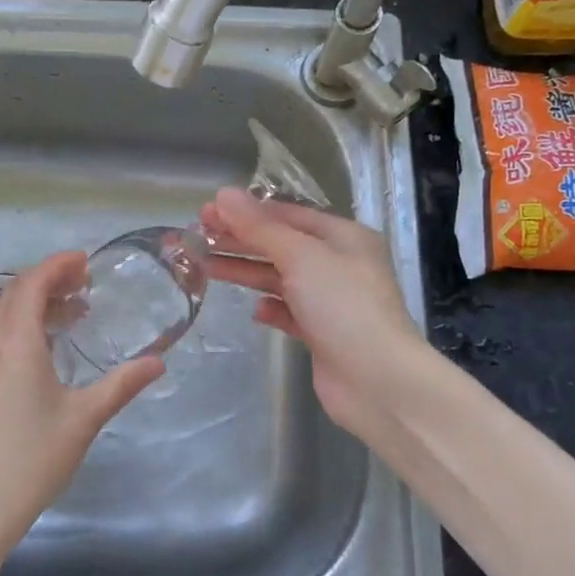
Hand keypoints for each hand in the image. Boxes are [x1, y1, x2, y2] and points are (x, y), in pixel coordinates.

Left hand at [0, 251, 164, 568]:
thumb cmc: (28, 460)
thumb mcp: (83, 419)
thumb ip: (121, 385)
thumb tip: (157, 363)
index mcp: (15, 341)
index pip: (32, 282)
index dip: (58, 265)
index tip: (85, 261)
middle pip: (14, 293)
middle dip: (48, 280)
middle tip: (84, 283)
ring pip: (2, 317)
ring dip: (34, 304)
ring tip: (72, 314)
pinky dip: (22, 328)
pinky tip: (45, 354)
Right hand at [201, 187, 429, 441]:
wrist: (378, 381)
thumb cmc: (343, 306)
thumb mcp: (300, 256)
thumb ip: (260, 227)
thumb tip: (224, 194)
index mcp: (343, 236)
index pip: (287, 214)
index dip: (246, 212)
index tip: (207, 212)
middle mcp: (339, 264)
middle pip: (280, 245)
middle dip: (239, 240)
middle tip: (196, 238)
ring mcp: (331, 301)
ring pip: (280, 278)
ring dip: (246, 272)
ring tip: (205, 268)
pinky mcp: (323, 334)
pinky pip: (290, 312)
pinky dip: (271, 308)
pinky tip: (254, 310)